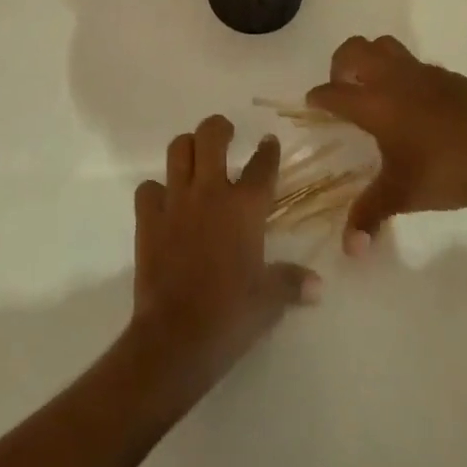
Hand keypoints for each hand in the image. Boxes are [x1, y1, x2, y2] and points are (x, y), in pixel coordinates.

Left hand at [128, 116, 319, 395]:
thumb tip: (318, 286)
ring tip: (196, 157)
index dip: (268, 150)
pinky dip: (156, 190)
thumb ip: (292, 283)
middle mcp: (210, 192)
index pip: (262, 165)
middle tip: (226, 135)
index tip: (269, 142)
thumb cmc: (230, 316)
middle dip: (219, 128)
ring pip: (177, 149)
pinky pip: (148, 188)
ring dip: (187, 147)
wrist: (177, 338)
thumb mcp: (269, 301)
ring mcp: (176, 201)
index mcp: (245, 207)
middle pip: (211, 135)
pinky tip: (165, 202)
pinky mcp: (148, 218)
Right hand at [305, 35, 466, 252]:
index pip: (334, 92)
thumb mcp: (401, 195)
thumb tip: (349, 250)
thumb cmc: (445, 172)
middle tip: (343, 91)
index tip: (312, 104)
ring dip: (371, 59)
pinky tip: (415, 105)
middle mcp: (393, 78)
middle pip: (354, 50)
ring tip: (374, 90)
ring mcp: (422, 72)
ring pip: (384, 46)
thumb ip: (369, 215)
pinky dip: (404, 75)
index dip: (318, 98)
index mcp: (375, 103)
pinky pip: (414, 64)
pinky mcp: (448, 75)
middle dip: (340, 65)